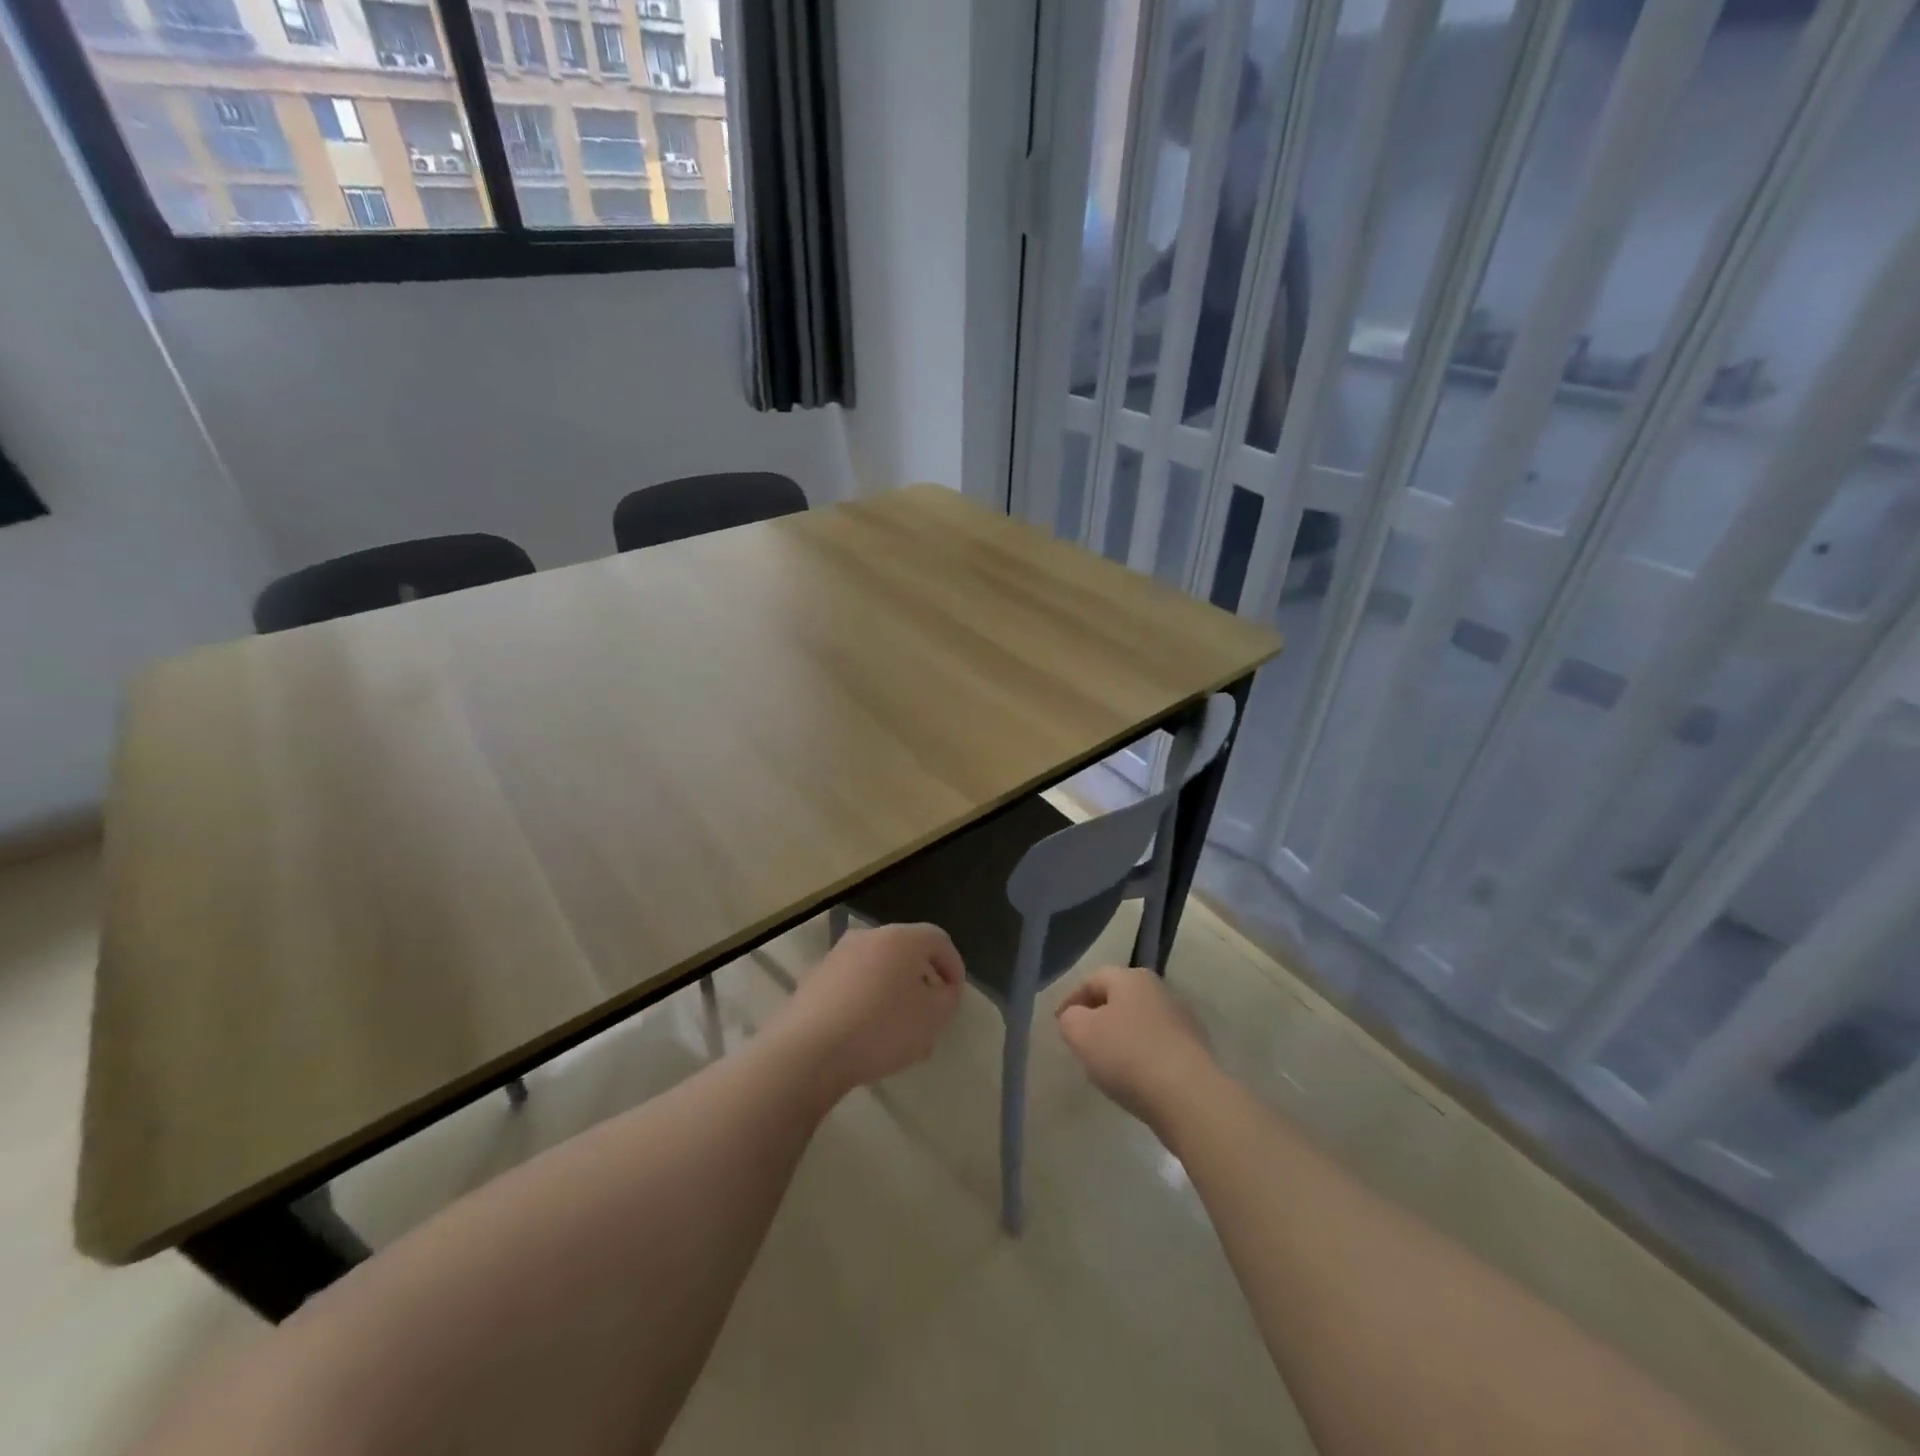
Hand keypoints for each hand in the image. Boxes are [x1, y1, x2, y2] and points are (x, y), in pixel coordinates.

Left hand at [774, 923, 964, 1093]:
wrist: (809, 1050)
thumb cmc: (881, 1028)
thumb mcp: (932, 1019)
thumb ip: (947, 999)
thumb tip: (943, 989)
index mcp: (901, 938)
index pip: (938, 939)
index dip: (953, 966)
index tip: (955, 996)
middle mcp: (868, 936)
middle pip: (906, 950)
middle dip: (922, 979)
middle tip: (929, 1011)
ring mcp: (837, 955)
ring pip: (878, 967)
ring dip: (893, 989)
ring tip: (898, 1027)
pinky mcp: (815, 978)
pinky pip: (853, 983)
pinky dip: (866, 998)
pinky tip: (865, 1032)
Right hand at [1056, 966, 1215, 1125]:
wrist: (1189, 1096)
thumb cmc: (1128, 1055)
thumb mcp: (1080, 1032)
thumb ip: (1070, 1018)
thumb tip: (1076, 1016)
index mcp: (1132, 978)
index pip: (1092, 979)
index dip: (1071, 999)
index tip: (1059, 1023)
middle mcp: (1160, 990)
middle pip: (1119, 998)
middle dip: (1098, 1016)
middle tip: (1081, 1040)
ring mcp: (1183, 1020)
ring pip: (1140, 1022)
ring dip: (1122, 1037)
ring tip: (1107, 1064)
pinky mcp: (1196, 1050)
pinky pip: (1158, 1046)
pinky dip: (1142, 1056)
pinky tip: (1136, 1078)